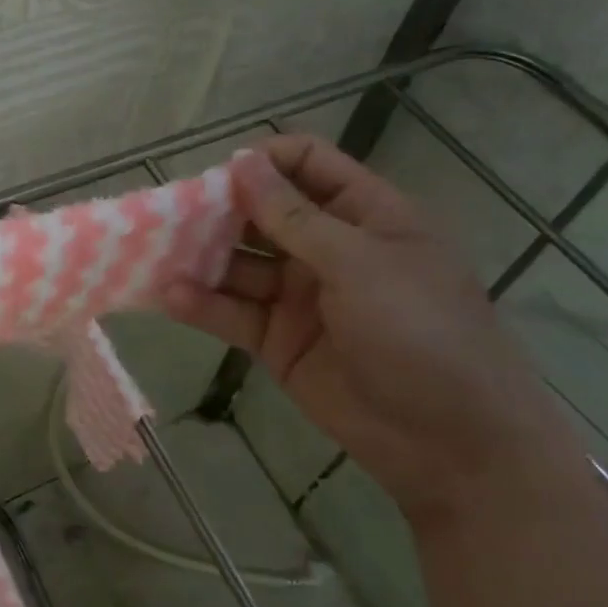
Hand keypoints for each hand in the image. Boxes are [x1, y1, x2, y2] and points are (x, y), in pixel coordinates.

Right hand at [162, 135, 576, 525]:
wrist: (453, 445)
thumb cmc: (422, 333)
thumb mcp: (360, 264)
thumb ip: (293, 216)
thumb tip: (241, 162)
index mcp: (364, 215)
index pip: (307, 164)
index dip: (263, 162)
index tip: (218, 176)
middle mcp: (326, 248)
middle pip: (261, 212)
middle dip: (216, 210)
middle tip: (168, 215)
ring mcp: (299, 295)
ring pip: (238, 263)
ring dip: (199, 257)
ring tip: (153, 253)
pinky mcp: (277, 340)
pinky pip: (232, 312)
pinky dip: (201, 303)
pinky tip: (170, 296)